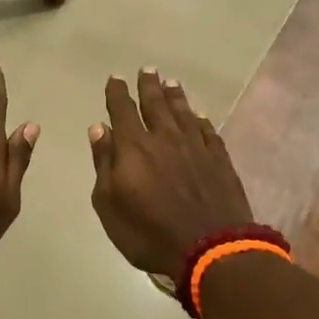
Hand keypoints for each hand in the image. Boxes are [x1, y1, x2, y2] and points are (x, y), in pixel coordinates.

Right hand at [89, 70, 252, 277]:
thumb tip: (99, 128)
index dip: (117, 93)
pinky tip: (198, 115)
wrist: (210, 248)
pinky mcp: (219, 159)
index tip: (116, 78)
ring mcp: (195, 147)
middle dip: (148, 85)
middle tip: (147, 69)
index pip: (123, 110)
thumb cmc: (149, 232)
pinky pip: (207, 131)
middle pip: (155, 104)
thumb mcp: (110, 204)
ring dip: (175, 96)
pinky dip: (200, 120)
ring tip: (170, 82)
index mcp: (133, 147)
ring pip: (183, 112)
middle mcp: (164, 138)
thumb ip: (104, 163)